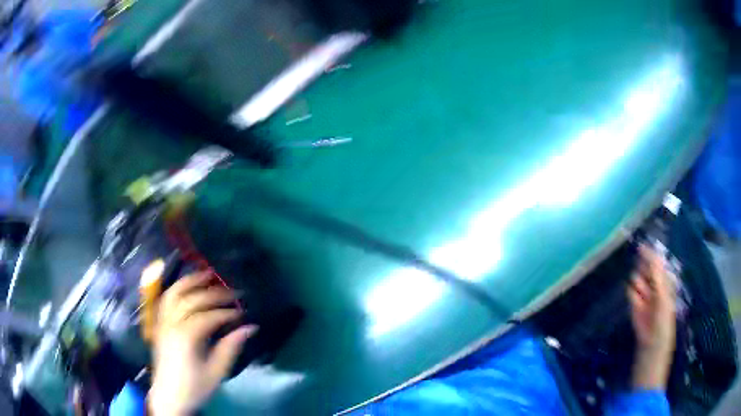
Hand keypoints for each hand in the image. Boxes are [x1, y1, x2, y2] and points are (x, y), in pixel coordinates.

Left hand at [148, 273, 256, 415]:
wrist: (169, 397)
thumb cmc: (194, 387)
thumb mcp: (216, 372)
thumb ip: (230, 347)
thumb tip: (250, 327)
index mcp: (186, 337)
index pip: (209, 316)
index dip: (227, 312)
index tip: (242, 312)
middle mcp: (171, 324)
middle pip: (192, 300)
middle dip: (214, 294)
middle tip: (233, 293)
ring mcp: (162, 322)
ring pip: (174, 293)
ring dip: (191, 281)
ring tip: (207, 274)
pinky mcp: (159, 325)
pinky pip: (165, 300)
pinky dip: (176, 289)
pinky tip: (186, 286)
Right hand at [628, 244, 676, 389]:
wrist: (651, 343)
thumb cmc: (662, 319)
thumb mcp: (662, 296)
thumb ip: (657, 277)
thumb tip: (654, 256)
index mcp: (665, 283)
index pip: (657, 265)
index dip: (651, 256)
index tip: (642, 247)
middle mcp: (655, 286)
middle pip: (647, 270)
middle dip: (643, 267)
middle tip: (639, 265)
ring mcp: (645, 295)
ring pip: (638, 280)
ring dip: (639, 282)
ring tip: (642, 293)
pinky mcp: (635, 305)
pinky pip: (631, 293)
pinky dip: (633, 294)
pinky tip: (636, 299)